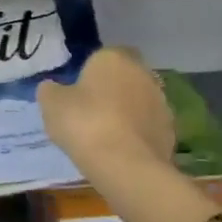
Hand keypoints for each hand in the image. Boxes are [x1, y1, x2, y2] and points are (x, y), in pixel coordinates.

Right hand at [37, 48, 174, 176]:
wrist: (126, 165)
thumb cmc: (84, 123)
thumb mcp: (51, 104)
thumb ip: (50, 90)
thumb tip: (52, 88)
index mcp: (114, 58)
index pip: (102, 56)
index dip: (89, 73)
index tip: (76, 93)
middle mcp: (143, 73)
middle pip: (123, 77)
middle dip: (110, 90)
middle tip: (88, 113)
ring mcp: (161, 102)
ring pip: (138, 102)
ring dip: (125, 112)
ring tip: (104, 136)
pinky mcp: (171, 130)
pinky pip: (147, 126)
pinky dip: (136, 134)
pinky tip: (120, 151)